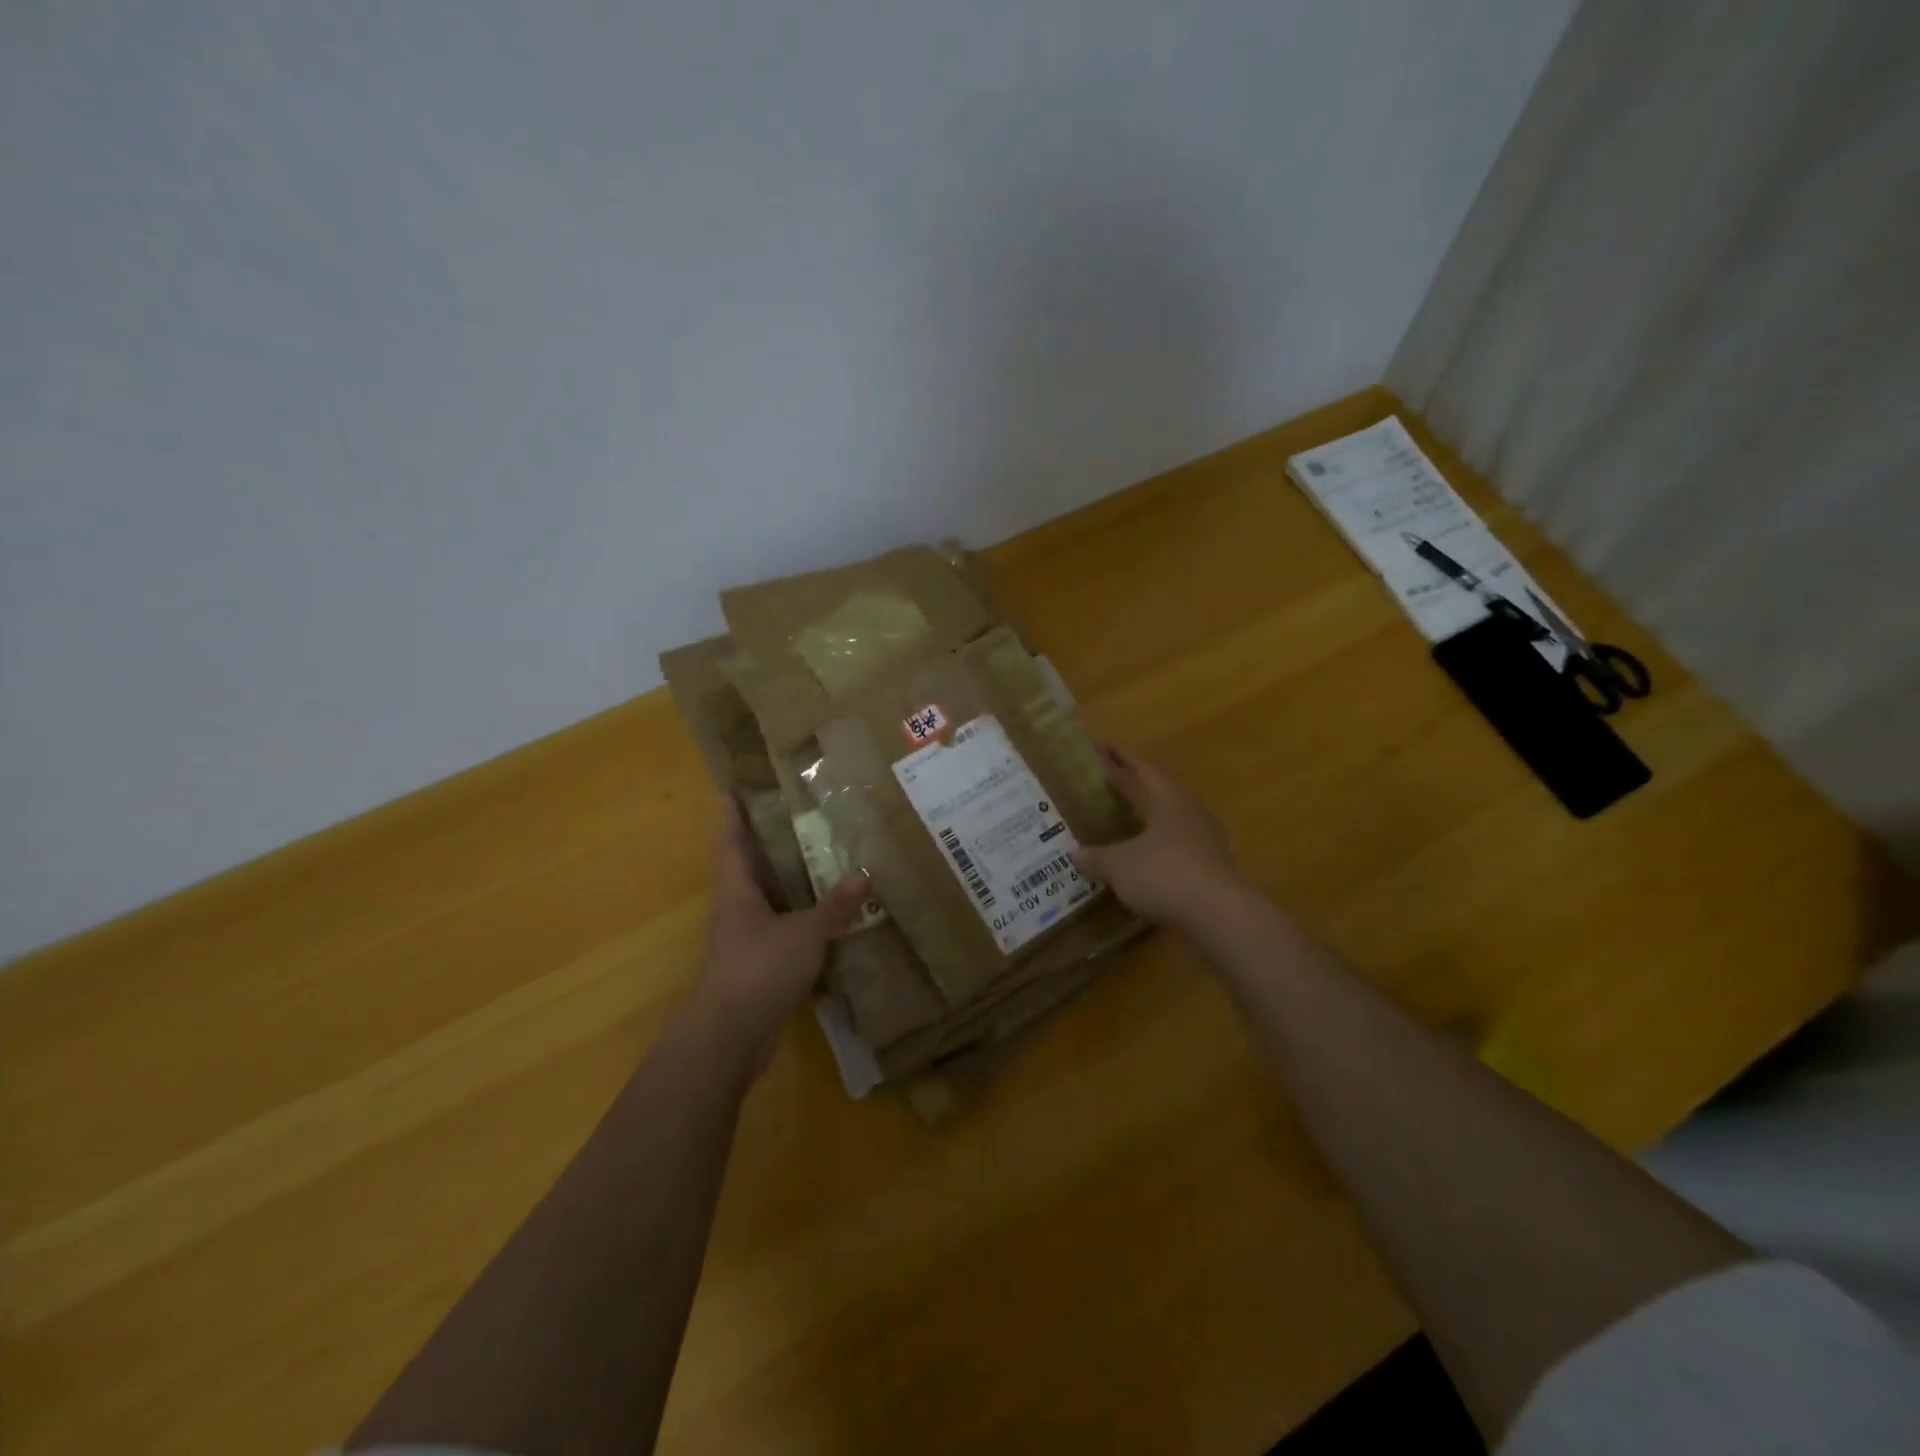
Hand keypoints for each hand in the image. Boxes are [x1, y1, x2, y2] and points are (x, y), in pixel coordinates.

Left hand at [695, 797, 869, 1071]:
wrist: (732, 1036)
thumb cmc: (760, 968)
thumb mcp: (805, 932)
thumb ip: (834, 905)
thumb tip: (864, 874)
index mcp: (737, 889)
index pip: (731, 840)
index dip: (733, 813)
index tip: (736, 786)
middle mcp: (736, 908)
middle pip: (750, 866)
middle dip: (769, 842)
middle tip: (800, 814)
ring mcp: (745, 938)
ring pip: (769, 898)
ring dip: (790, 881)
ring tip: (823, 857)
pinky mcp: (759, 964)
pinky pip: (783, 929)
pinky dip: (803, 918)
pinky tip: (831, 914)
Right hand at [1073, 747, 1241, 932]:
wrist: (1219, 915)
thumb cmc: (1165, 875)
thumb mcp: (1119, 865)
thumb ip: (1097, 857)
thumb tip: (1075, 854)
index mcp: (1169, 800)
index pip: (1142, 769)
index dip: (1121, 757)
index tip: (1103, 746)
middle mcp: (1190, 813)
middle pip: (1159, 792)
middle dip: (1134, 786)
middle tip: (1108, 782)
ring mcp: (1206, 841)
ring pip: (1171, 820)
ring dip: (1149, 818)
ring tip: (1126, 821)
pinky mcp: (1211, 869)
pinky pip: (1179, 849)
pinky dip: (1159, 848)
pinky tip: (1146, 859)